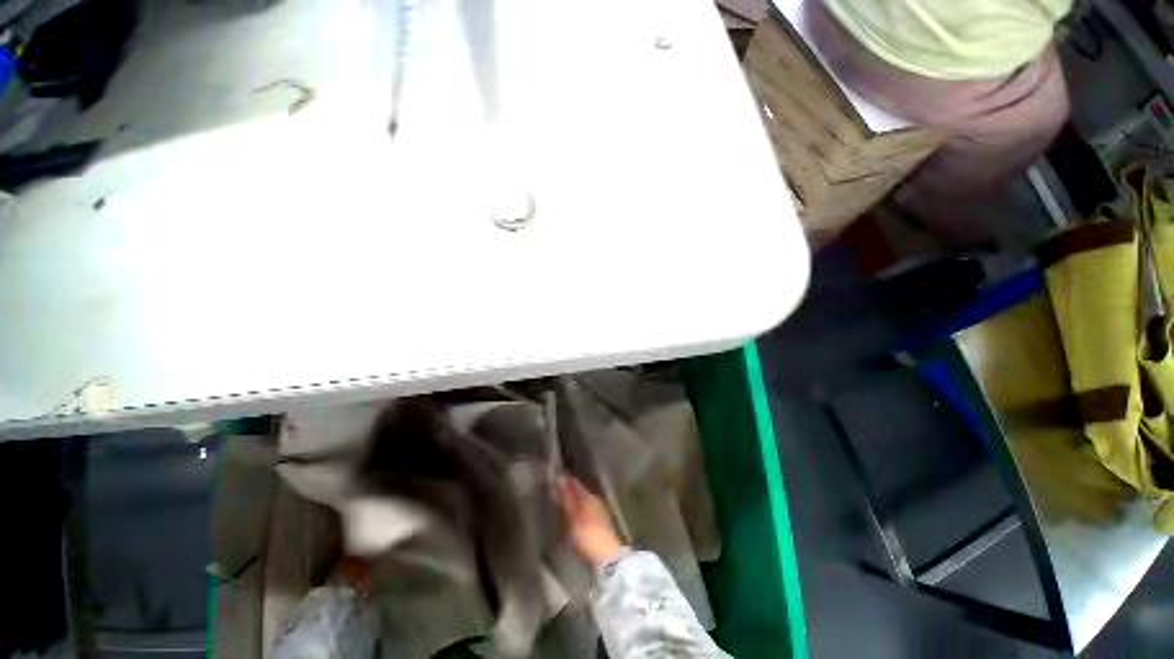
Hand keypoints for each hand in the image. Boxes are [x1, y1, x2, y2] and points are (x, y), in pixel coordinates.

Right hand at [558, 476, 625, 566]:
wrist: (607, 555)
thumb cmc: (587, 534)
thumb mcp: (573, 517)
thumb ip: (567, 499)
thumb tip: (562, 480)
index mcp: (589, 496)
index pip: (576, 484)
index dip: (566, 481)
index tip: (556, 478)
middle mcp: (595, 500)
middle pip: (581, 492)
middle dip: (570, 490)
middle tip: (557, 490)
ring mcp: (600, 511)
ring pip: (585, 501)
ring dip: (575, 501)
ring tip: (564, 503)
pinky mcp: (602, 523)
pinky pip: (588, 510)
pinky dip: (580, 510)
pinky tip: (575, 515)